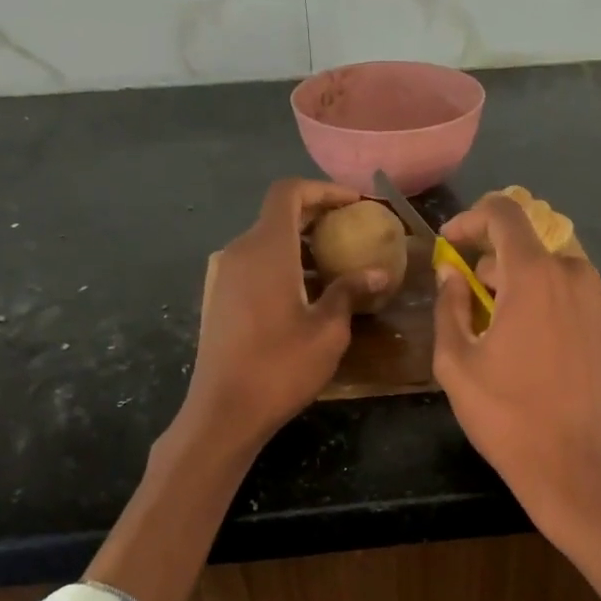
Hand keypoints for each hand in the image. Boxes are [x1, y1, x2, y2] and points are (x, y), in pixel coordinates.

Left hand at [183, 178, 391, 450]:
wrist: (224, 411)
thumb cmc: (280, 367)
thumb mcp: (328, 330)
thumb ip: (350, 292)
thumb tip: (379, 272)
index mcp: (268, 249)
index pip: (289, 192)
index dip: (324, 190)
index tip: (356, 205)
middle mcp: (241, 252)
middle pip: (278, 214)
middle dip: (317, 215)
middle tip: (354, 231)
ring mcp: (226, 276)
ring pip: (267, 240)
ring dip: (302, 242)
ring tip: (337, 263)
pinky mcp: (221, 298)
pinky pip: (256, 264)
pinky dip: (285, 263)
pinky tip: (308, 292)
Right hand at [433, 193, 600, 545]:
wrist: (574, 468)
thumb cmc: (506, 416)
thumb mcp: (456, 363)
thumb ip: (448, 306)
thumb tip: (450, 272)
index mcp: (534, 277)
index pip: (504, 214)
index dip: (472, 219)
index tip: (454, 243)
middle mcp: (579, 277)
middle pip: (531, 252)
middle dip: (499, 271)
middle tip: (478, 311)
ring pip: (562, 279)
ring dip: (534, 294)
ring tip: (517, 339)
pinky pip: (587, 307)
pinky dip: (564, 316)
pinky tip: (553, 357)